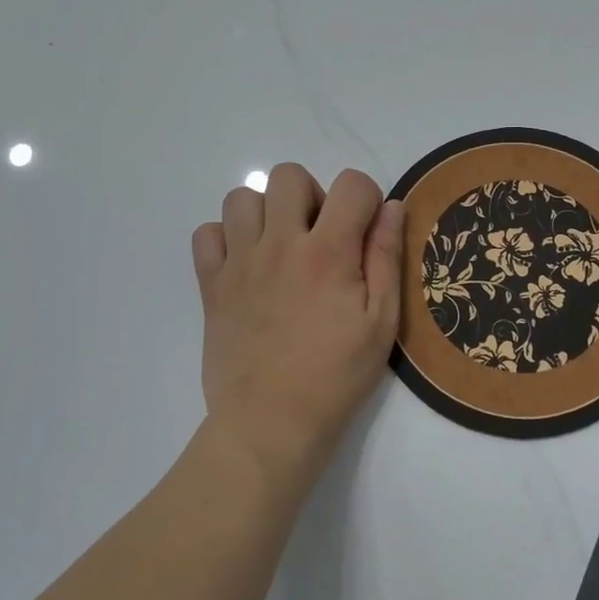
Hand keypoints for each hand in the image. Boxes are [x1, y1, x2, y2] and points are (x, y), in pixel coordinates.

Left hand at [192, 164, 403, 491]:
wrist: (270, 423)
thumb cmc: (336, 376)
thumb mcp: (381, 322)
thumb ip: (387, 257)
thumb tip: (392, 206)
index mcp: (328, 251)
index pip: (351, 183)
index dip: (366, 199)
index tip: (365, 231)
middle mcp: (279, 244)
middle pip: (288, 175)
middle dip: (311, 195)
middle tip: (319, 237)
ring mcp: (239, 262)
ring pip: (241, 197)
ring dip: (265, 212)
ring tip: (279, 248)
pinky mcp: (211, 285)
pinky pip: (206, 234)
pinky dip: (224, 239)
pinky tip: (244, 266)